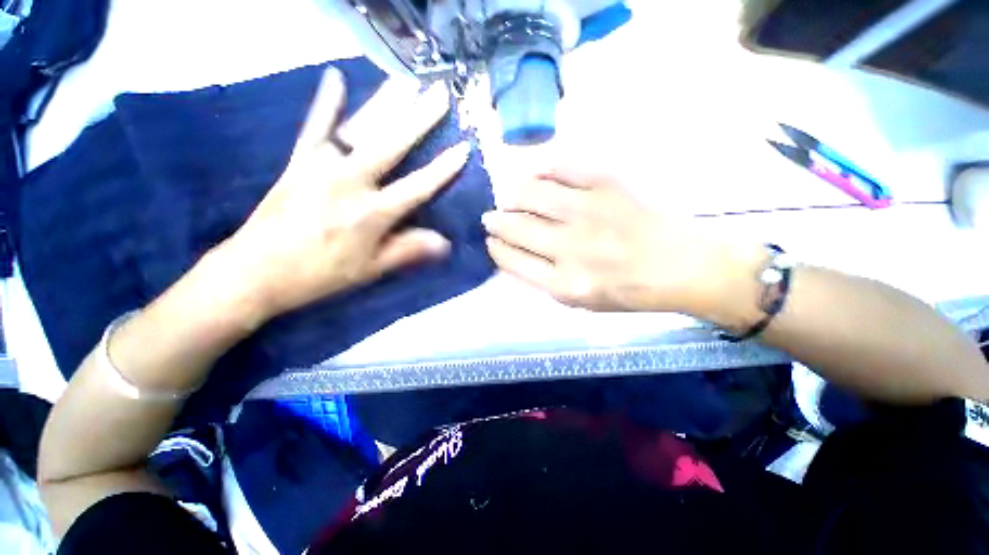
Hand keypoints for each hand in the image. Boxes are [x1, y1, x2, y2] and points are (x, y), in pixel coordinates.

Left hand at [212, 68, 469, 325]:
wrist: (255, 271)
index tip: (463, 147)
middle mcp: (350, 182)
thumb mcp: (370, 270)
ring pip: (360, 128)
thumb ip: (407, 251)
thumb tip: (445, 242)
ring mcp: (321, 166)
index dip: (443, 169)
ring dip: (385, 102)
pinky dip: (325, 103)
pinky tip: (334, 77)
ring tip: (406, 80)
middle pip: (391, 145)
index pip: (418, 186)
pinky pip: (314, 127)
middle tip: (440, 94)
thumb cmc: (320, 275)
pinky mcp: (298, 161)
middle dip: (419, 119)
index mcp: (372, 213)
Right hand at [484, 168, 760, 314]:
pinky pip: (561, 168)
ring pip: (530, 194)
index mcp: (563, 284)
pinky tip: (536, 175)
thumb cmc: (626, 290)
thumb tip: (511, 251)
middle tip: (492, 216)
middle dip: (495, 221)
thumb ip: (541, 279)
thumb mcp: (578, 301)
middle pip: (516, 227)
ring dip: (511, 195)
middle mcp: (570, 248)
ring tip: (510, 196)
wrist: (678, 266)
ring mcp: (588, 212)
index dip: (495, 246)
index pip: (511, 259)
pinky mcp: (606, 185)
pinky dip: (541, 169)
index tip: (491, 239)